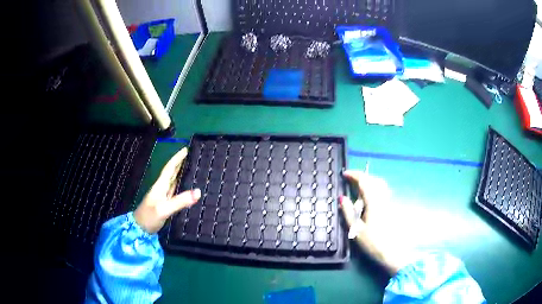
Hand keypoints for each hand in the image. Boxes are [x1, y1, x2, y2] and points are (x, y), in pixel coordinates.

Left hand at [134, 148, 200, 233]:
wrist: (139, 229)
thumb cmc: (149, 217)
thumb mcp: (164, 209)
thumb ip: (180, 201)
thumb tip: (198, 191)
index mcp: (160, 185)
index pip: (170, 168)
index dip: (177, 158)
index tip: (186, 149)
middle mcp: (161, 188)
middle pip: (172, 172)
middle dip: (180, 163)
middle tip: (192, 156)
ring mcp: (162, 196)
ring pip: (173, 180)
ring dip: (181, 173)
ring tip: (191, 167)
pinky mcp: (165, 204)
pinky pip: (174, 190)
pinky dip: (180, 185)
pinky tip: (186, 186)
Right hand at [340, 169, 401, 274]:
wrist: (393, 252)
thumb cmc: (373, 243)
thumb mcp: (356, 229)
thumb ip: (348, 212)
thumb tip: (342, 198)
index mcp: (373, 202)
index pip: (364, 181)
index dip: (354, 175)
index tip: (345, 174)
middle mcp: (384, 198)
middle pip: (374, 180)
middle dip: (362, 178)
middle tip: (351, 182)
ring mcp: (390, 202)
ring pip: (380, 185)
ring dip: (369, 183)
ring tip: (359, 192)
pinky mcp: (393, 207)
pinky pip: (383, 192)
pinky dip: (375, 189)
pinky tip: (370, 201)